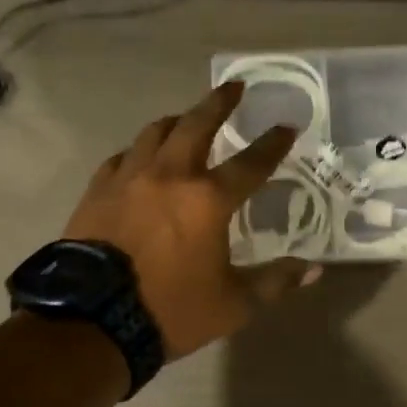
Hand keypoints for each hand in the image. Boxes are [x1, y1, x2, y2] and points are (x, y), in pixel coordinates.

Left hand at [63, 82, 321, 360]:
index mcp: (208, 199)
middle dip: (218, 103)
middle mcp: (170, 176)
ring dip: (176, 121)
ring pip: (154, 133)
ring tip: (185, 118)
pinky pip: (121, 158)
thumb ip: (274, 282)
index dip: (273, 144)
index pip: (251, 163)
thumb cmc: (170, 310)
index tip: (286, 126)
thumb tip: (313, 270)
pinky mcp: (98, 191)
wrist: (92, 319)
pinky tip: (138, 157)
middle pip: (197, 125)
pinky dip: (138, 151)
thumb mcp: (233, 305)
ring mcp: (129, 178)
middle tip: (233, 87)